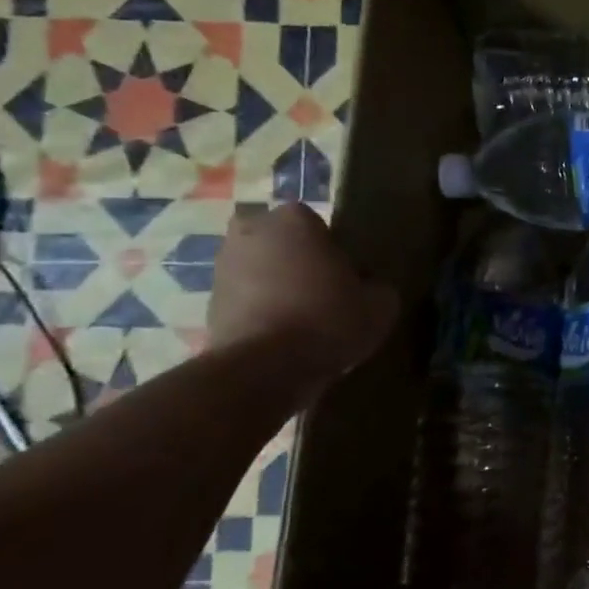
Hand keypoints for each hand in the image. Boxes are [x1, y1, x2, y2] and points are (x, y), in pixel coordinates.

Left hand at [208, 204, 398, 384]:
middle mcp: (251, 231)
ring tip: (301, 318)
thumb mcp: (380, 304)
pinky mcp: (208, 302)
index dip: (334, 251)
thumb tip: (368, 287)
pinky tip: (280, 335)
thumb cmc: (327, 319)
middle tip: (322, 292)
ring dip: (274, 285)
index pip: (318, 224)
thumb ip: (376, 286)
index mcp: (294, 220)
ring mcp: (222, 266)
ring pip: (259, 268)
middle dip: (296, 260)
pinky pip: (244, 299)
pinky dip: (258, 310)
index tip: (346, 277)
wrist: (264, 368)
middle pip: (281, 242)